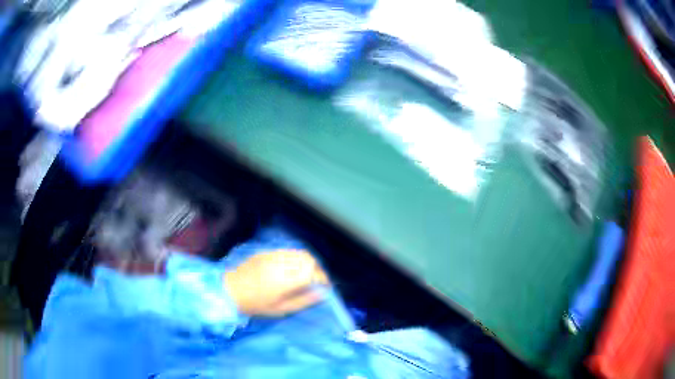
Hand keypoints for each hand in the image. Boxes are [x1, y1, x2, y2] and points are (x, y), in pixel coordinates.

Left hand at [224, 249, 329, 316]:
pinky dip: (295, 258)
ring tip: (307, 273)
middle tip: (317, 280)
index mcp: (284, 281)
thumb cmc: (255, 305)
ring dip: (308, 262)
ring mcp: (272, 256)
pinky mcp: (265, 252)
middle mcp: (280, 265)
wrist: (230, 291)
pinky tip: (292, 267)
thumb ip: (303, 301)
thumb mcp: (281, 309)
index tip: (324, 286)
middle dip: (317, 268)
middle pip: (308, 259)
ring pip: (298, 252)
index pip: (311, 272)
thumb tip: (322, 294)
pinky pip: (286, 251)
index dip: (322, 278)